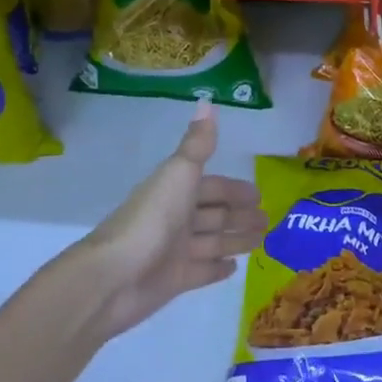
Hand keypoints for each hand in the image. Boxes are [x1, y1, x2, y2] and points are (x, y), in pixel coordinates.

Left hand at [75, 106, 266, 339]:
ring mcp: (174, 251)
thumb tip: (207, 101)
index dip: (234, 190)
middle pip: (213, 214)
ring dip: (235, 239)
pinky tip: (236, 268)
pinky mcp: (174, 280)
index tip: (260, 194)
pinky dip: (218, 268)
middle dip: (239, 215)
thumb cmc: (151, 219)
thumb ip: (198, 143)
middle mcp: (175, 218)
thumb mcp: (178, 173)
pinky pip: (202, 271)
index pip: (211, 187)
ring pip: (212, 242)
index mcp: (175, 191)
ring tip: (262, 241)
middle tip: (268, 220)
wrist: (113, 276)